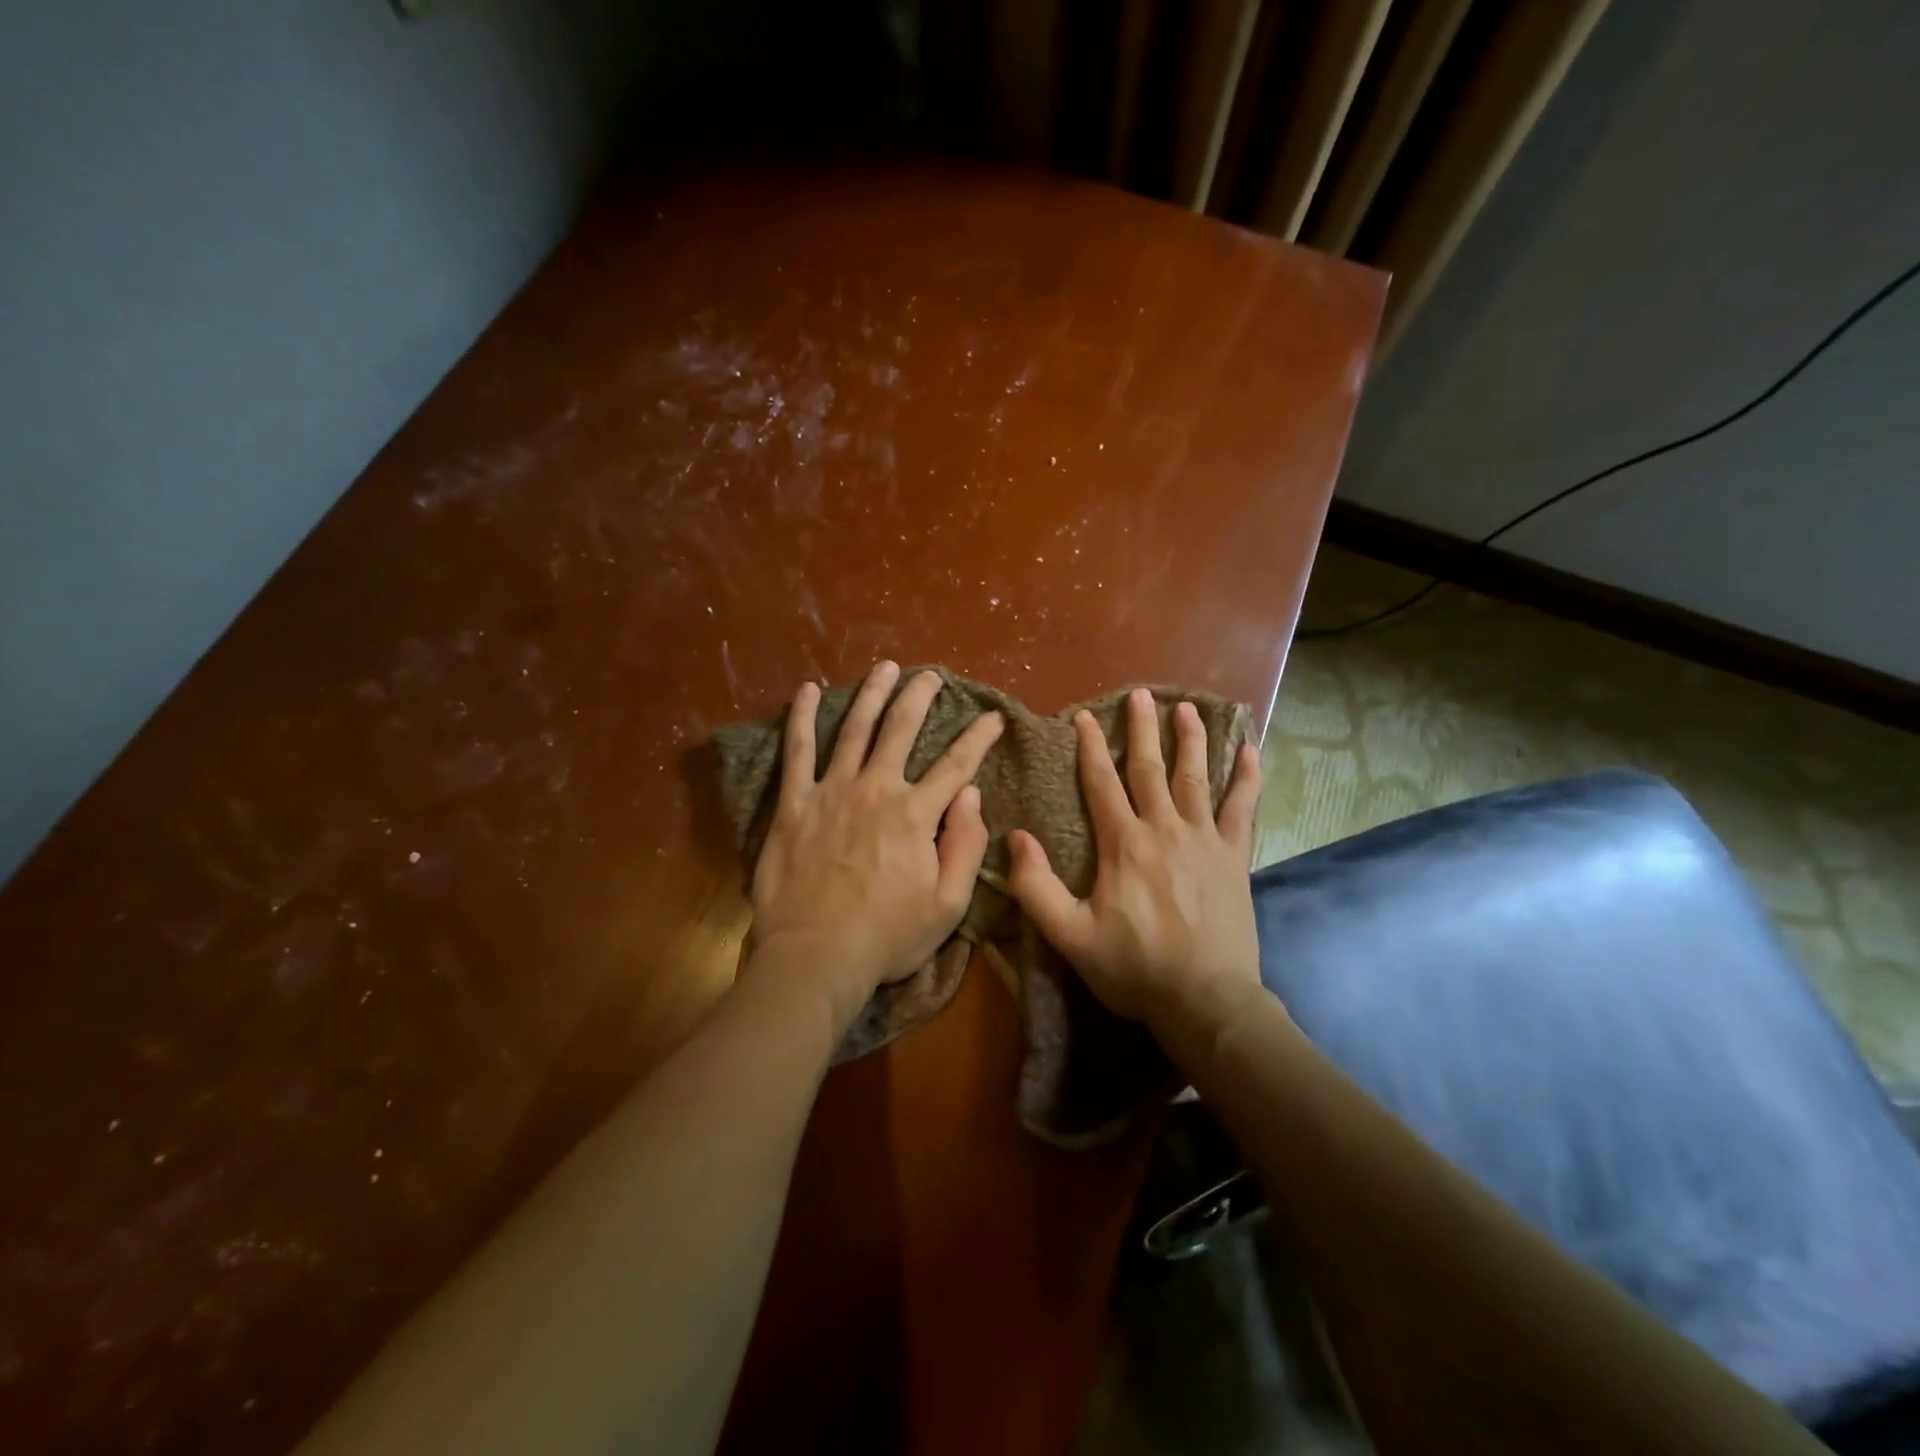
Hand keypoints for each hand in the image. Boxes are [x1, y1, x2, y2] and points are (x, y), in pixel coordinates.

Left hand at [747, 662, 1003, 1031]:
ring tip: (884, 668)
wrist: (816, 955)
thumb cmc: (887, 936)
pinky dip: (801, 717)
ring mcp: (831, 791)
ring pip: (854, 728)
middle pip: (901, 729)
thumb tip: (970, 793)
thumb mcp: (948, 904)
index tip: (992, 717)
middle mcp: (876, 789)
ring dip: (872, 694)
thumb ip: (965, 845)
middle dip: (920, 697)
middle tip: (931, 675)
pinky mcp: (794, 803)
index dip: (978, 737)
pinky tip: (806, 690)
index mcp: (915, 814)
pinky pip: (797, 751)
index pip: (956, 764)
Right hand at [1007, 688, 1262, 1024]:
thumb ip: (1036, 887)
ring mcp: (1205, 840)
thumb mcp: (1070, 935)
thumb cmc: (1133, 969)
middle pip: (1149, 768)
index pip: (1102, 782)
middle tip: (1140, 694)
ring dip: (1191, 740)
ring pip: (1196, 777)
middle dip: (1142, 729)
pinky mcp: (1235, 857)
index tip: (1084, 717)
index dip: (1090, 747)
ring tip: (1188, 708)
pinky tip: (1251, 750)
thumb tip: (1016, 838)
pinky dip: (1247, 778)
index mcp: (1123, 844)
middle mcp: (1164, 829)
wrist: (1205, 1001)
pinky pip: (1243, 809)